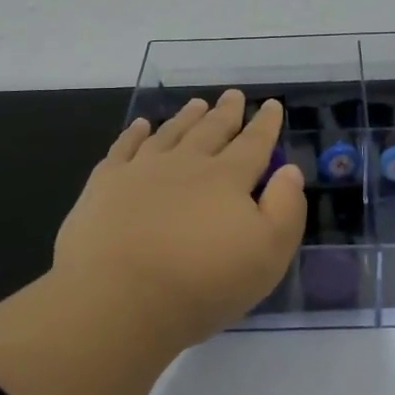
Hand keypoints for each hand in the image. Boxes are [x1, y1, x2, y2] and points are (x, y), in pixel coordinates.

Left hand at [53, 90, 306, 349]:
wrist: (119, 299)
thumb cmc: (202, 283)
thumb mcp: (268, 254)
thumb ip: (285, 209)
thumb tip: (288, 170)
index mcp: (227, 179)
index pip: (253, 144)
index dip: (265, 124)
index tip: (271, 105)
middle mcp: (186, 164)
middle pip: (211, 130)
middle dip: (226, 112)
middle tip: (233, 95)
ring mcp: (142, 170)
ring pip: (170, 133)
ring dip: (186, 117)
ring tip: (196, 104)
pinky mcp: (105, 185)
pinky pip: (123, 148)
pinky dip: (134, 134)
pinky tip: (140, 126)